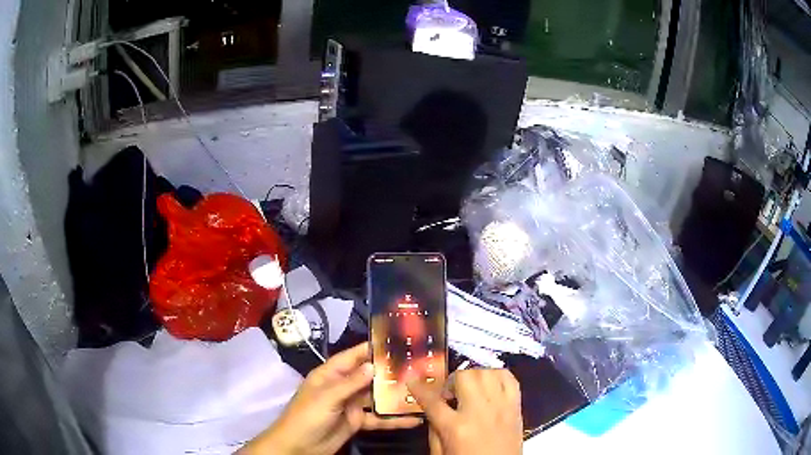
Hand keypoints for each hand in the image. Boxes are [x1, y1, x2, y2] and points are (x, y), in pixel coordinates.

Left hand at [241, 343, 421, 454]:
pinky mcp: (357, 422)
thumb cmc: (307, 416)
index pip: (354, 356)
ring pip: (377, 397)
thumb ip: (350, 383)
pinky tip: (413, 419)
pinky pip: (378, 418)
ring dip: (395, 396)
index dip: (372, 348)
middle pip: (369, 376)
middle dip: (390, 372)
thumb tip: (373, 365)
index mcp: (331, 374)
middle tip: (418, 366)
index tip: (396, 341)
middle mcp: (343, 386)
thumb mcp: (327, 397)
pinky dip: (394, 420)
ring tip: (422, 390)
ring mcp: (351, 405)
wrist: (299, 446)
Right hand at [408, 369, 522, 454]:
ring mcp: (501, 407)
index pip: (432, 401)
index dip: (418, 388)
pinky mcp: (516, 407)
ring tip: (469, 389)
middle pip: (464, 377)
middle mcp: (480, 413)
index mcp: (456, 428)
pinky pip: (509, 378)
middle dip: (452, 381)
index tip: (412, 381)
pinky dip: (497, 376)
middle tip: (449, 394)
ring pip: (487, 372)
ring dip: (474, 376)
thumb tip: (432, 410)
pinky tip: (489, 386)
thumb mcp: (441, 453)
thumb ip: (434, 430)